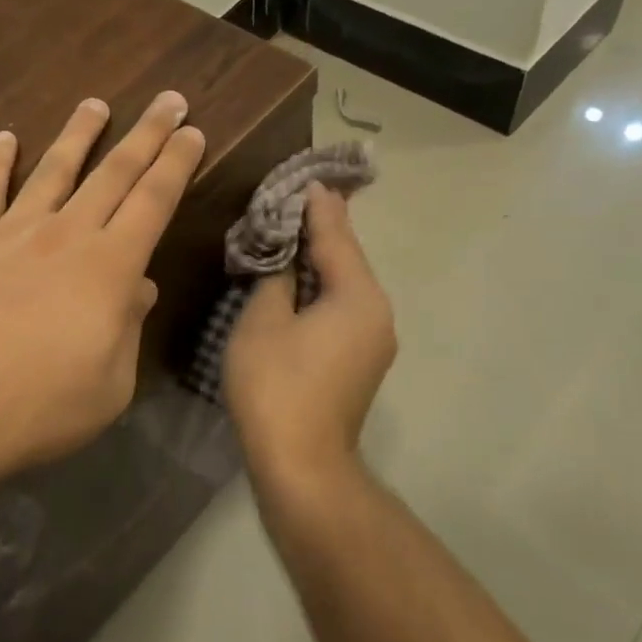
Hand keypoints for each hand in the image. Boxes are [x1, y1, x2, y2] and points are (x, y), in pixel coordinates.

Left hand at [0, 92, 205, 483]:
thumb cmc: (37, 408)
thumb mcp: (109, 385)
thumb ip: (127, 329)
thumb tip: (139, 288)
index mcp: (109, 268)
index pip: (153, 201)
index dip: (176, 163)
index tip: (192, 132)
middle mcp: (64, 236)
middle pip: (113, 173)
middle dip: (146, 134)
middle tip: (168, 101)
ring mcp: (10, 234)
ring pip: (52, 170)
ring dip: (77, 135)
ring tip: (94, 104)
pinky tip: (3, 138)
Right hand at [223, 183, 396, 486]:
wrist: (303, 466)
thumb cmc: (276, 386)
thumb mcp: (263, 321)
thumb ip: (275, 277)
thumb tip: (285, 258)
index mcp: (358, 296)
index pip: (336, 236)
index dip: (317, 205)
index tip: (305, 176)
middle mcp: (377, 312)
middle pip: (346, 258)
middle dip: (318, 229)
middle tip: (290, 199)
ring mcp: (374, 339)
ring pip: (344, 284)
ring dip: (317, 259)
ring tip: (288, 232)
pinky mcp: (361, 360)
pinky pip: (342, 308)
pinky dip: (320, 288)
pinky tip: (296, 280)